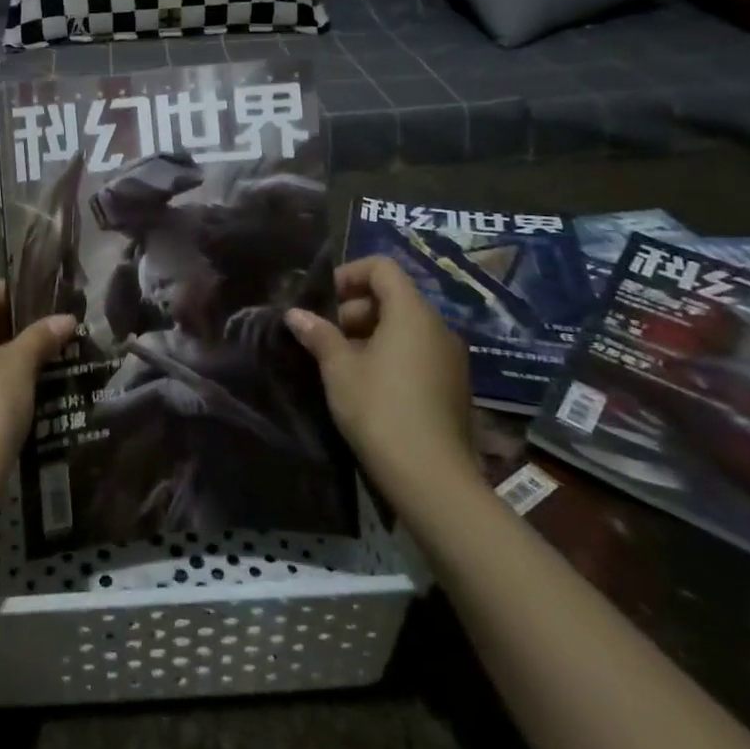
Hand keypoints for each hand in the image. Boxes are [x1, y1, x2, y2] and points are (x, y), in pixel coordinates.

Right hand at [283, 256, 475, 503]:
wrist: (433, 480)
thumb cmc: (381, 410)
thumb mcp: (339, 369)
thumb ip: (318, 334)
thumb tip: (295, 314)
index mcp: (412, 314)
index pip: (382, 268)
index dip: (349, 274)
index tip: (322, 300)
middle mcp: (438, 328)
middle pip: (393, 297)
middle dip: (354, 309)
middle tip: (325, 336)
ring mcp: (451, 359)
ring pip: (405, 327)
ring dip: (370, 334)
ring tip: (341, 363)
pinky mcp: (454, 387)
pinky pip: (418, 352)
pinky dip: (391, 355)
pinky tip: (368, 386)